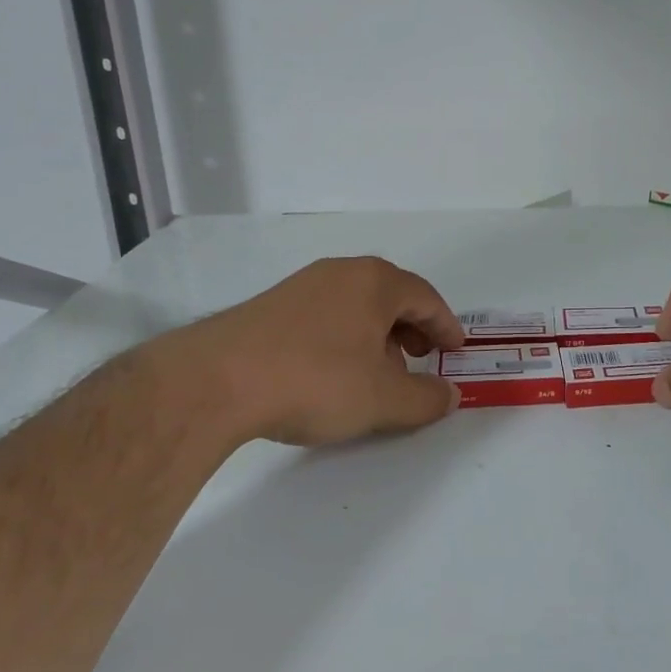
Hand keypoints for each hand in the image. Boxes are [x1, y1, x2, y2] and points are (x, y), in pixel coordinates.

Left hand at [154, 256, 464, 446]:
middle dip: (412, 328)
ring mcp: (302, 285)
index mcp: (375, 282)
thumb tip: (449, 394)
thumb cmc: (316, 381)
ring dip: (377, 334)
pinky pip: (325, 314)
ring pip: (356, 305)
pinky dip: (344, 336)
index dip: (445, 325)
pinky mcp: (271, 305)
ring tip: (378, 371)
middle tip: (420, 359)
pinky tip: (333, 371)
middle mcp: (341, 272)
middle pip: (391, 296)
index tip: (454, 350)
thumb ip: (425, 398)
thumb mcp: (383, 399)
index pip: (426, 297)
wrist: (216, 381)